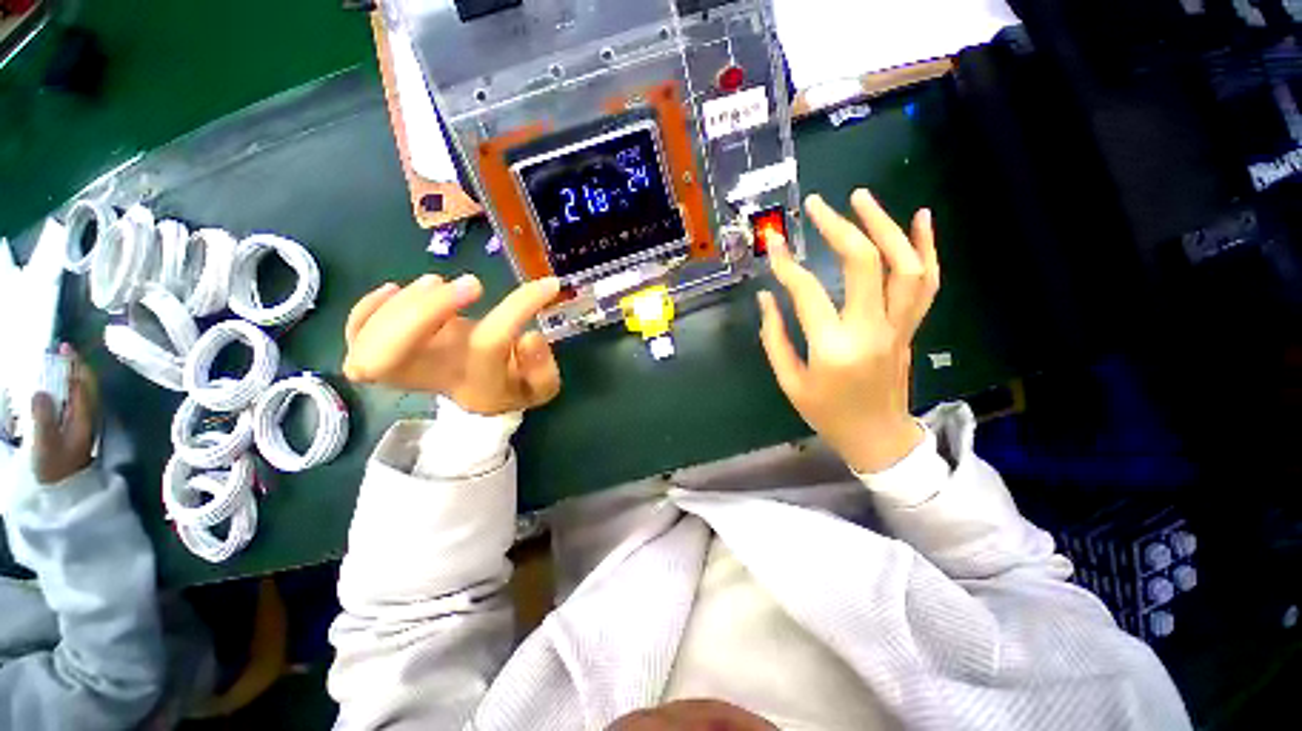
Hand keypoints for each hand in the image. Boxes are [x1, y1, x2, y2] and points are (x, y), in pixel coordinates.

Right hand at [31, 346, 99, 484]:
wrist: (63, 491)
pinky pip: (72, 402)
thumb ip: (43, 418)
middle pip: (84, 385)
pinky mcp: (73, 429)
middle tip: (60, 348)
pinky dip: (65, 388)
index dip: (74, 364)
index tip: (64, 347)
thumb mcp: (45, 444)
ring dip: (69, 375)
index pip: (82, 384)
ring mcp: (81, 422)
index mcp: (83, 417)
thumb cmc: (54, 468)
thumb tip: (41, 392)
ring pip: (79, 392)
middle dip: (74, 365)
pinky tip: (55, 385)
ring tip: (56, 360)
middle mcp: (87, 417)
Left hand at [342, 274, 562, 414]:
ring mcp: (401, 365)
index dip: (520, 307)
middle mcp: (433, 375)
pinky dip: (367, 309)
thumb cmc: (509, 386)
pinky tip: (395, 290)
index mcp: (477, 381)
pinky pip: (354, 334)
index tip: (548, 286)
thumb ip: (542, 368)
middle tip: (472, 286)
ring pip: (368, 343)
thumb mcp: (540, 386)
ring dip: (405, 304)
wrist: (476, 396)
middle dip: (424, 313)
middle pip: (393, 358)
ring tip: (441, 285)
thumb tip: (530, 336)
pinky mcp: (382, 350)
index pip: (492, 341)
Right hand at [758, 190, 939, 473]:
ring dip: (885, 225)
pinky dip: (927, 246)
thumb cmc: (827, 413)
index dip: (788, 264)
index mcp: (833, 348)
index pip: (807, 292)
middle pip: (864, 264)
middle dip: (840, 227)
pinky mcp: (911, 326)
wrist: (878, 436)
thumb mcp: (789, 381)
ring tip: (861, 198)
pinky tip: (921, 217)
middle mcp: (871, 329)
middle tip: (818, 205)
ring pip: (904, 265)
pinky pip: (927, 281)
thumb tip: (766, 297)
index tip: (775, 243)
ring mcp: (899, 326)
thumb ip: (774, 337)